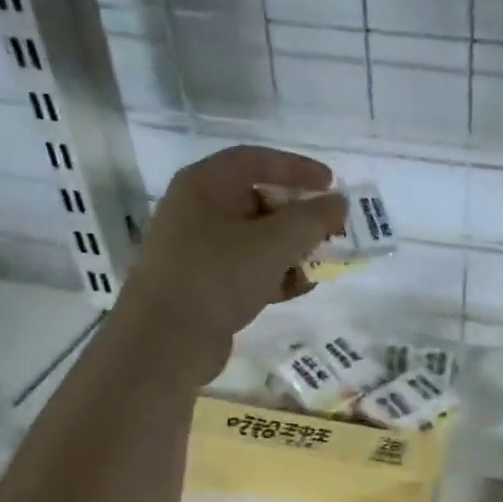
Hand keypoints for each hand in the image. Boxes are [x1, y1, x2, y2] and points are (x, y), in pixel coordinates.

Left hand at [124, 146, 346, 383]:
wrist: (164, 342)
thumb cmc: (219, 276)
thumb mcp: (276, 242)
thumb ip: (313, 218)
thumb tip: (338, 202)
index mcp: (205, 185)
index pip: (257, 159)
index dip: (298, 167)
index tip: (331, 184)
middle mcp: (196, 209)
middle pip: (258, 199)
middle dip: (299, 215)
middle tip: (330, 229)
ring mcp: (196, 248)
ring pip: (255, 237)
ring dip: (291, 247)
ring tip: (320, 263)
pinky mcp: (201, 283)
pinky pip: (245, 267)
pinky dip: (274, 273)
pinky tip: (299, 288)